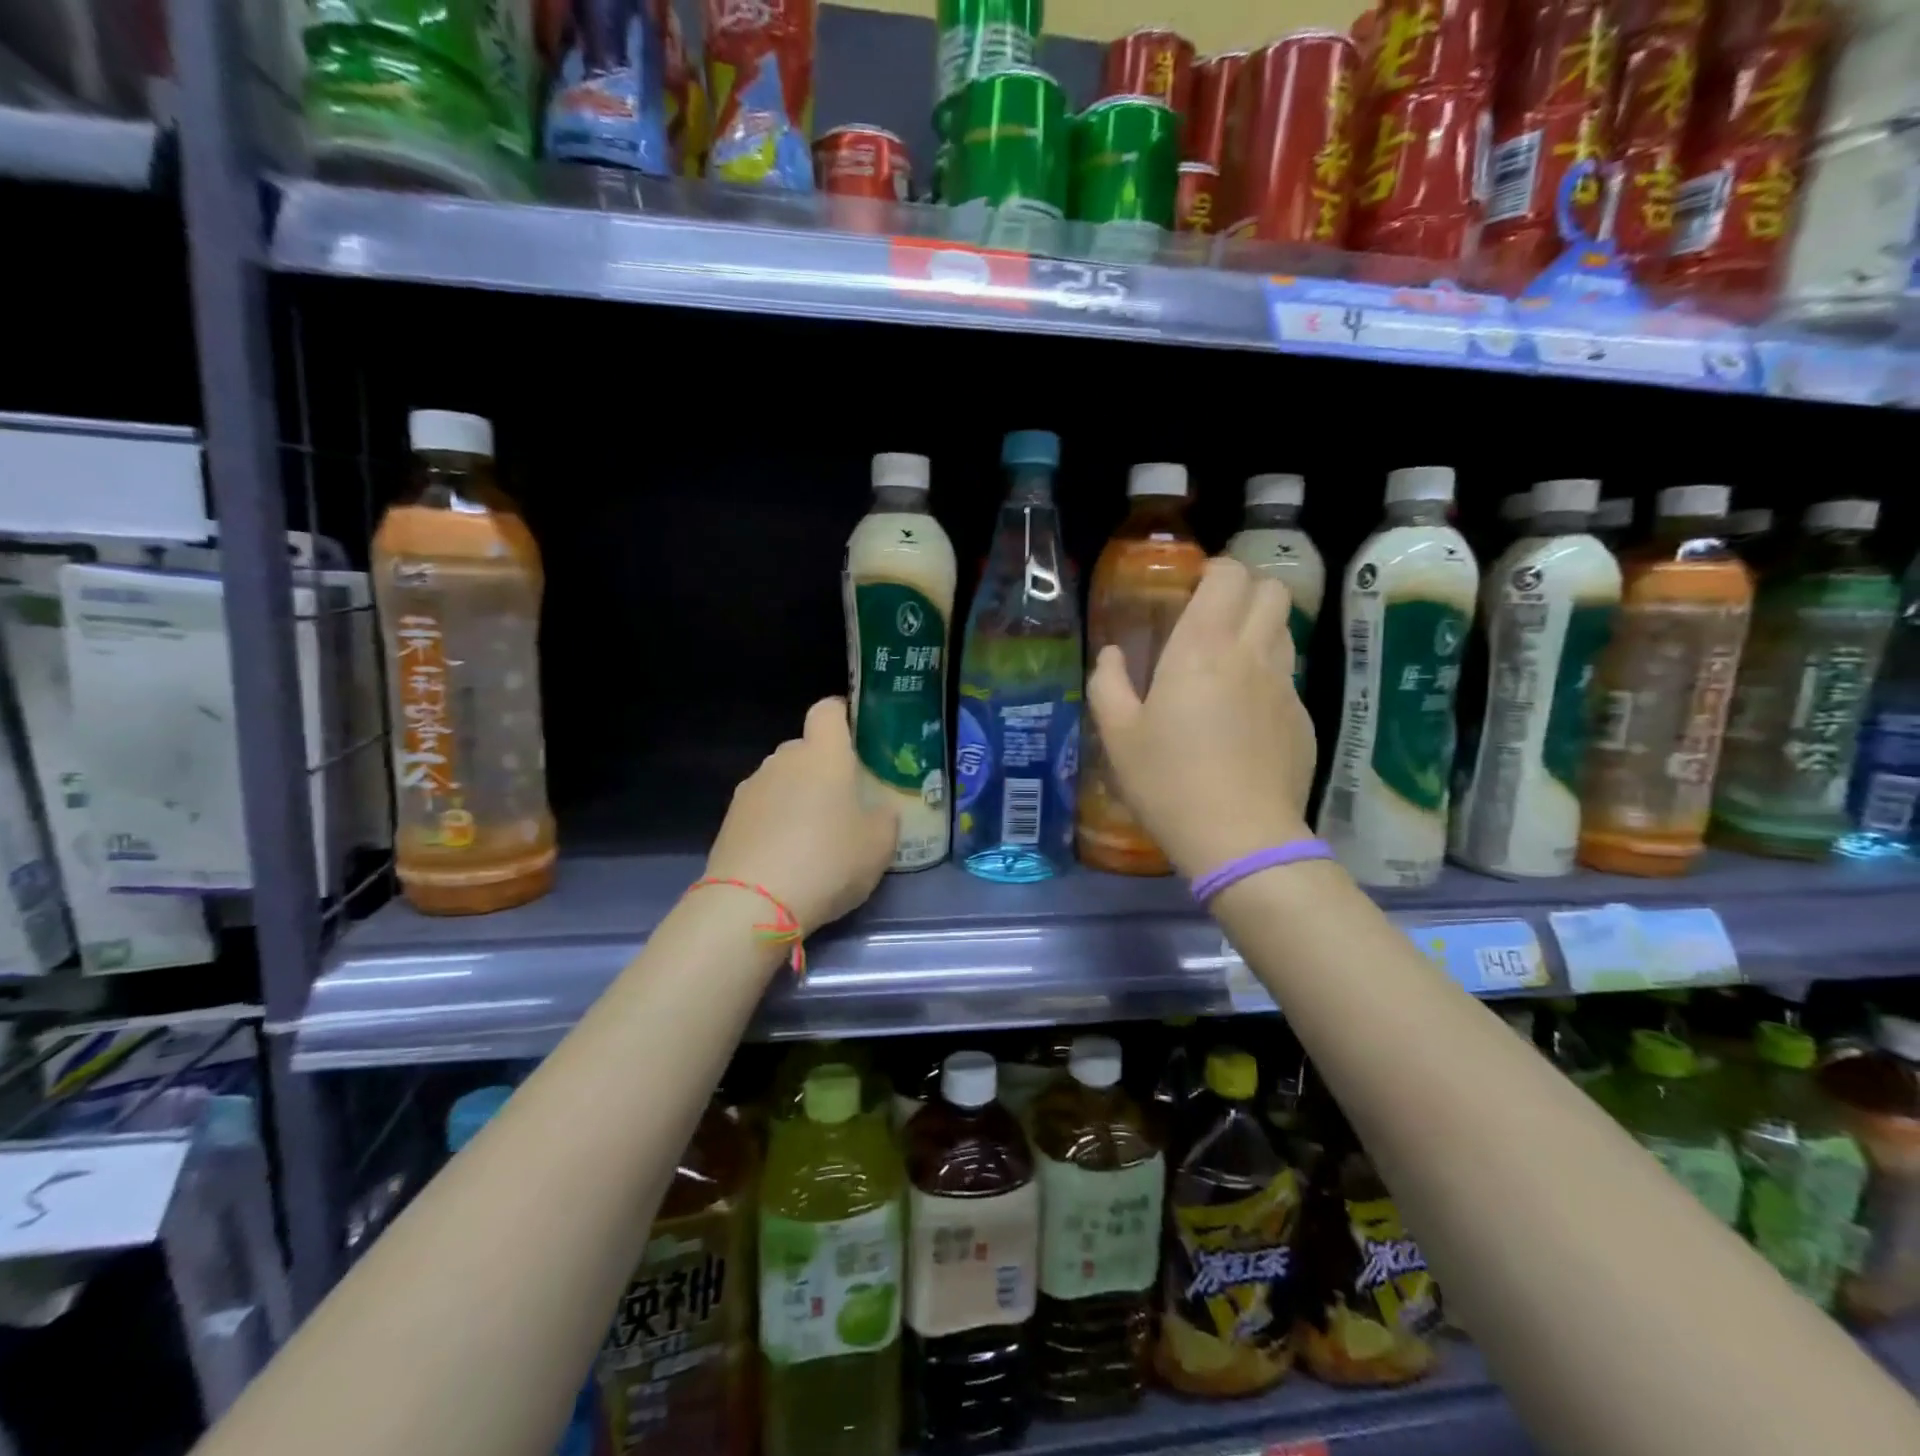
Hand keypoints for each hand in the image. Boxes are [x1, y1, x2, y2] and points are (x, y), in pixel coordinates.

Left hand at [705, 697, 897, 934]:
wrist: (752, 904)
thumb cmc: (828, 861)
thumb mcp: (879, 845)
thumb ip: (885, 818)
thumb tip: (880, 810)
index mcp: (823, 754)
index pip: (828, 710)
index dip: (842, 715)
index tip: (857, 736)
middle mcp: (783, 760)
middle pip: (804, 748)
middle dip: (823, 767)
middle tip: (844, 800)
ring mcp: (751, 788)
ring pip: (781, 779)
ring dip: (797, 796)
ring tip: (813, 836)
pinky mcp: (729, 819)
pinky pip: (761, 809)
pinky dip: (774, 822)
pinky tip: (786, 856)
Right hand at [1087, 557, 1316, 877]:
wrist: (1240, 837)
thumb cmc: (1168, 781)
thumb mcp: (1118, 735)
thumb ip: (1108, 684)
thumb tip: (1111, 656)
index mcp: (1202, 648)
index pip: (1229, 575)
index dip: (1214, 571)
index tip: (1191, 590)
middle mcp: (1251, 654)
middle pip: (1271, 590)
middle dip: (1245, 590)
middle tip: (1213, 617)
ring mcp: (1284, 686)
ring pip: (1285, 628)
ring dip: (1260, 627)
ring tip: (1228, 659)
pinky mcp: (1302, 719)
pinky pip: (1288, 675)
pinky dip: (1268, 674)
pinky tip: (1244, 713)